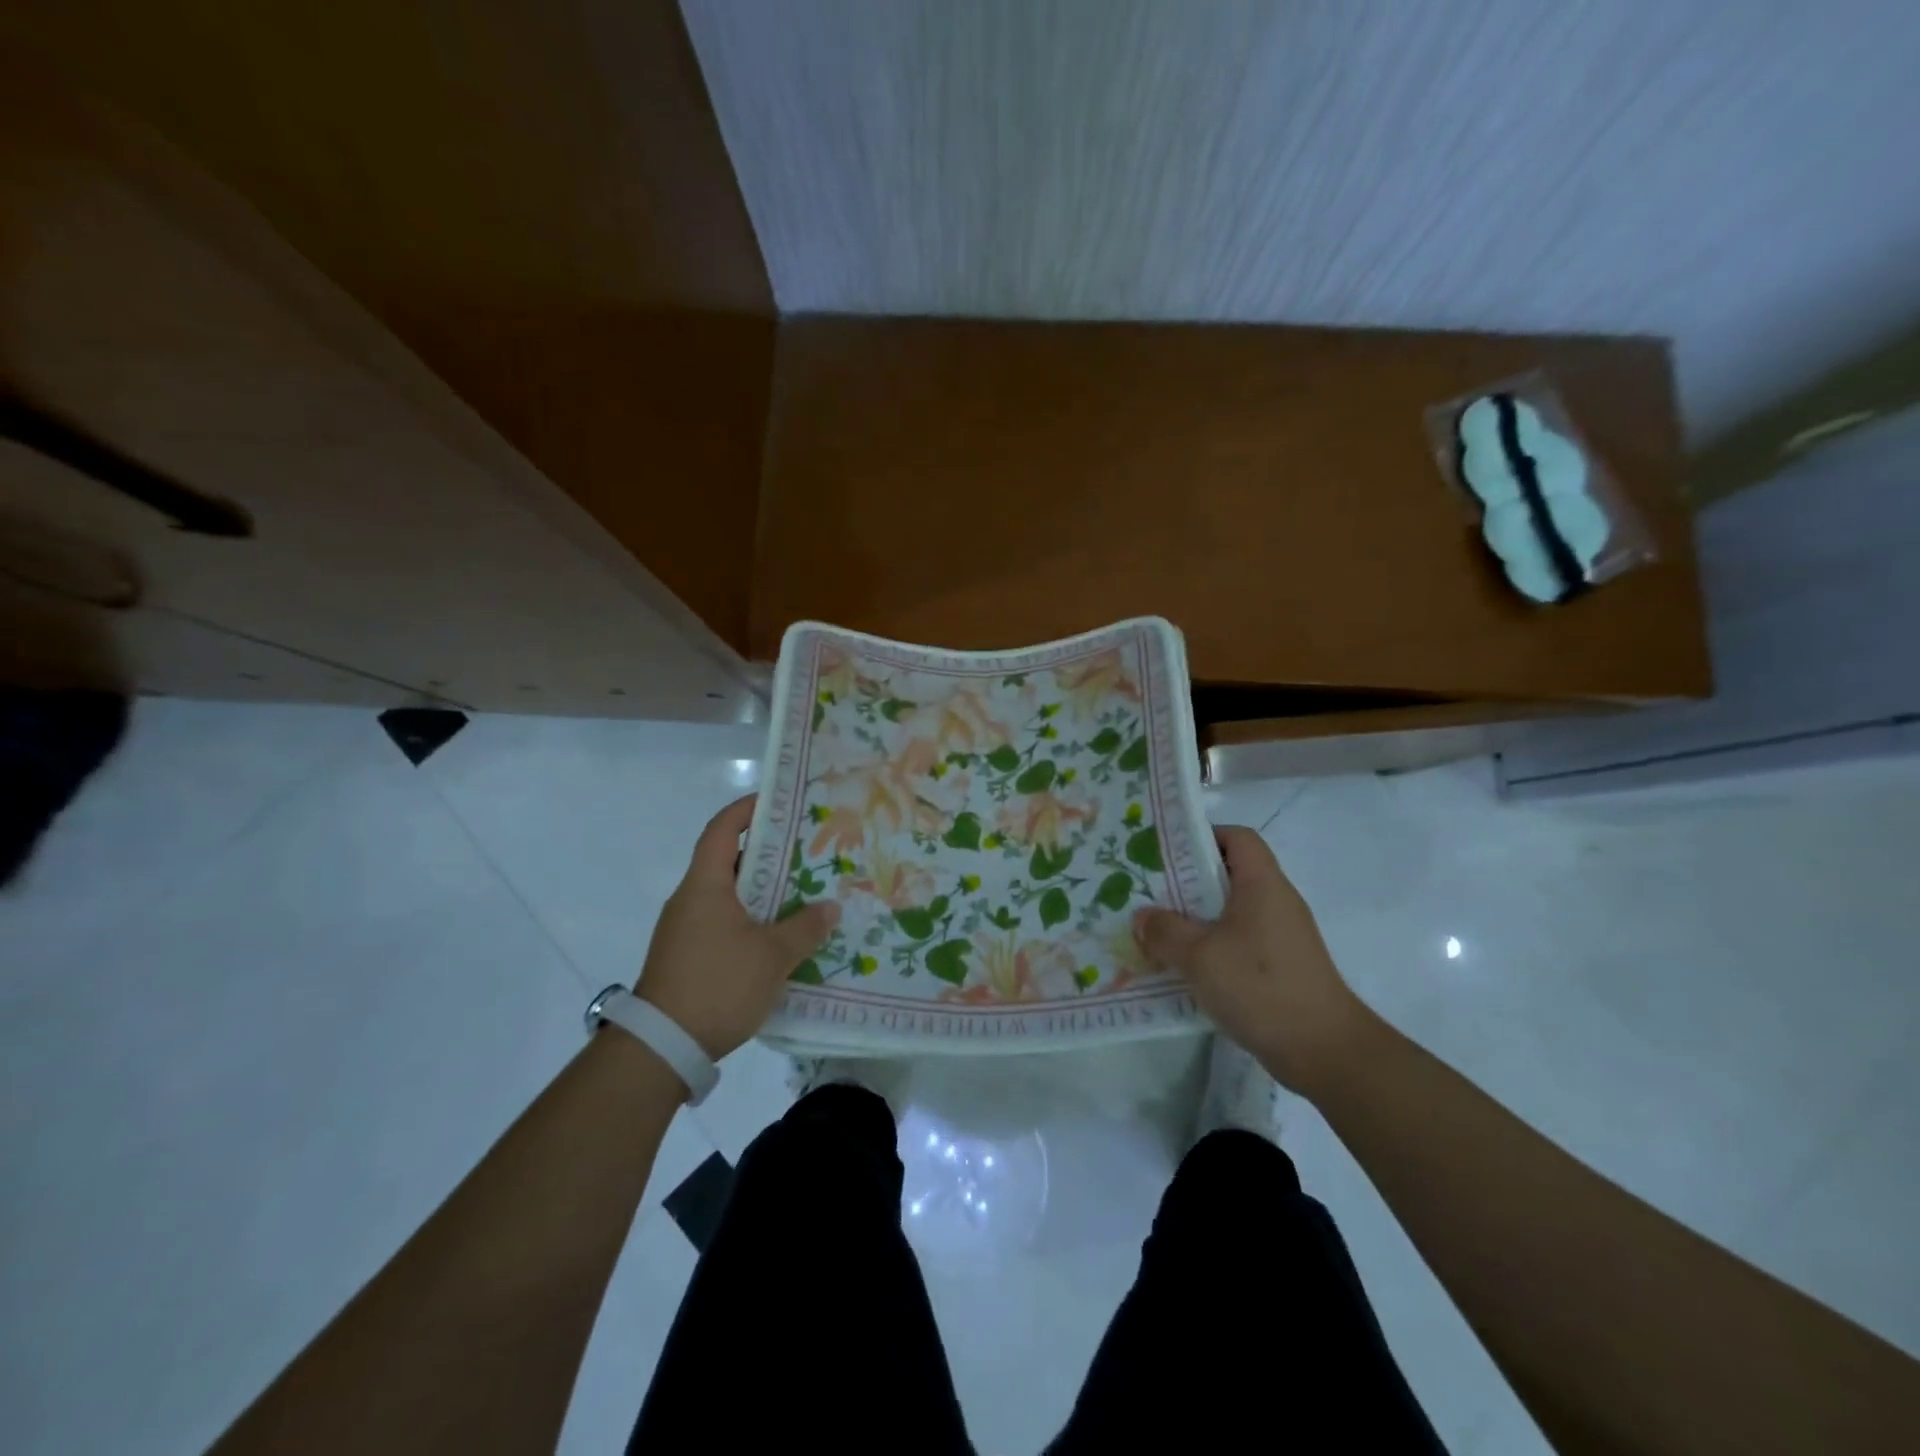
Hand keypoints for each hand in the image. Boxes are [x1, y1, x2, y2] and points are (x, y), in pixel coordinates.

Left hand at [634, 795, 839, 1060]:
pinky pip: (723, 922)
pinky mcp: (686, 956)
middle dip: (767, 854)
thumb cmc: (718, 984)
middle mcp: (690, 899)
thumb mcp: (772, 956)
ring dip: (761, 891)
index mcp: (705, 885)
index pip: (721, 830)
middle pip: (728, 861)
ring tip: (802, 893)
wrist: (661, 1047)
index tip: (777, 802)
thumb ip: (805, 928)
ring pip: (728, 895)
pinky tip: (779, 936)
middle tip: (806, 852)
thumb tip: (831, 908)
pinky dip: (750, 919)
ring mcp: (684, 930)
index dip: (746, 810)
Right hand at [1133, 825, 1369, 1091]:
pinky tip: (1184, 966)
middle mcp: (1275, 901)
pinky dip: (1211, 946)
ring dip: (1195, 917)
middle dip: (1187, 880)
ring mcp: (1281, 935)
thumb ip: (1164, 931)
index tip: (1166, 852)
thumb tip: (1142, 917)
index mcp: (1262, 884)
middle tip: (1148, 891)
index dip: (1203, 836)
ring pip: (1231, 911)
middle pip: (1229, 874)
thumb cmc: (1260, 986)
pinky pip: (1238, 941)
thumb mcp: (1199, 955)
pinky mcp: (1280, 966)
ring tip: (1158, 929)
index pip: (1237, 837)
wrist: (1325, 1051)